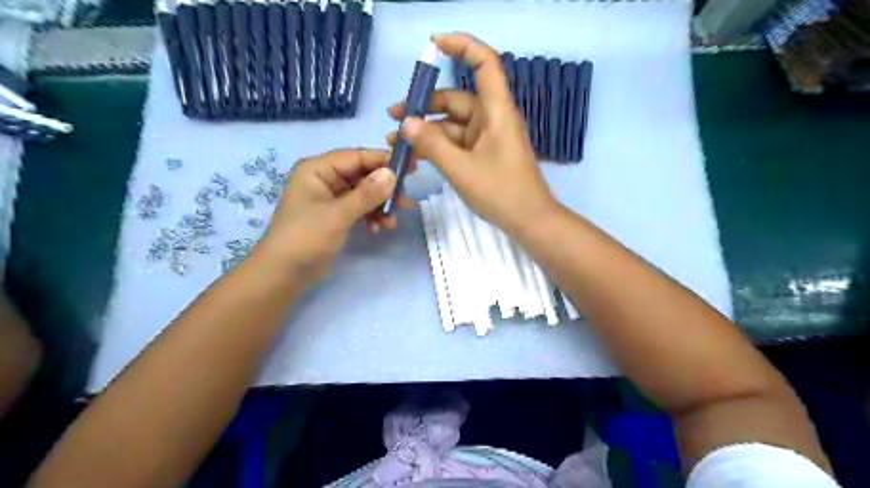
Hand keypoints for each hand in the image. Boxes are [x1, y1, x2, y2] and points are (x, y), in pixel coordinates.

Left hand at [258, 148, 411, 284]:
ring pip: (363, 193)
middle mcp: (324, 178)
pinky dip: (370, 216)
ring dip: (379, 206)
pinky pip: (358, 208)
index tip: (411, 168)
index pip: (357, 157)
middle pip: (362, 174)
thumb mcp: (338, 215)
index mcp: (317, 169)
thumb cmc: (305, 239)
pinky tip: (378, 229)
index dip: (384, 161)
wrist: (283, 275)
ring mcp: (329, 197)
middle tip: (406, 201)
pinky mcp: (334, 215)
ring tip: (392, 222)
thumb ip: (366, 194)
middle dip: (384, 189)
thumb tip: (392, 174)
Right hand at [386, 32, 555, 234]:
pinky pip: (457, 142)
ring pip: (452, 124)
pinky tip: (415, 155)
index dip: (461, 46)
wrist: (529, 221)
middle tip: (393, 118)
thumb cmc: (501, 192)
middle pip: (456, 99)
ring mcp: (487, 137)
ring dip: (426, 130)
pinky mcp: (483, 154)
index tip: (433, 45)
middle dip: (424, 106)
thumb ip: (432, 145)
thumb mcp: (461, 169)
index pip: (484, 63)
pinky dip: (437, 146)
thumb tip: (405, 122)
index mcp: (495, 111)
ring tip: (396, 142)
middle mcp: (491, 118)